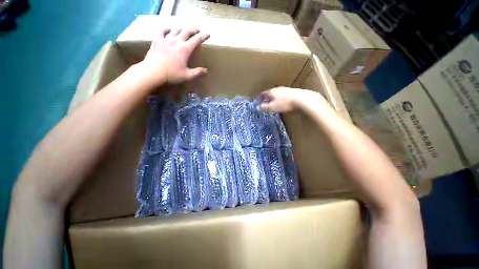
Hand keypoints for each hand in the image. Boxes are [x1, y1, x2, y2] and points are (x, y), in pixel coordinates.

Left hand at [138, 28, 209, 86]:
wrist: (153, 72)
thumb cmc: (172, 75)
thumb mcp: (187, 76)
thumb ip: (197, 72)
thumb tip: (205, 70)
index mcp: (185, 49)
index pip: (196, 40)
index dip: (203, 36)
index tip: (208, 34)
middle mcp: (176, 41)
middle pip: (186, 32)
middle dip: (193, 30)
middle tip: (197, 29)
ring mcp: (166, 39)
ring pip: (175, 30)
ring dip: (181, 28)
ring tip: (184, 28)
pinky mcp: (157, 40)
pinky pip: (161, 31)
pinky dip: (166, 29)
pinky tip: (168, 29)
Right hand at [259, 87, 322, 112]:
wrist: (301, 99)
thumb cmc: (284, 103)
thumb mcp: (272, 107)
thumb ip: (264, 107)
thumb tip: (257, 107)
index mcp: (271, 92)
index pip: (263, 94)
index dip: (260, 97)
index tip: (258, 100)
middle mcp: (277, 89)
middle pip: (270, 92)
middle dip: (267, 97)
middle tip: (265, 101)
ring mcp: (285, 89)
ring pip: (277, 93)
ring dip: (274, 97)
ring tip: (273, 101)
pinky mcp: (292, 91)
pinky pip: (283, 94)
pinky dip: (280, 97)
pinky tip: (283, 101)